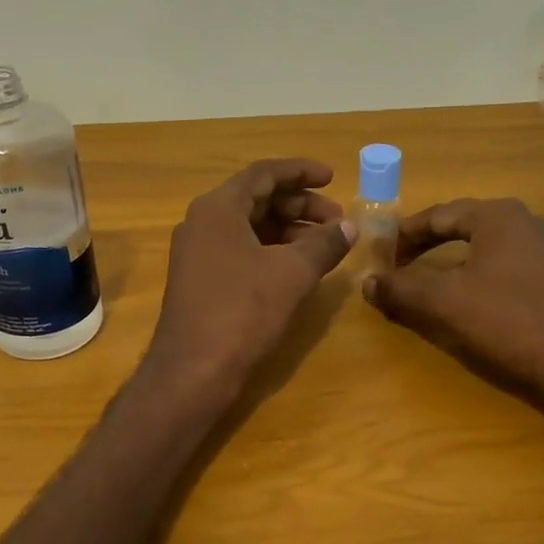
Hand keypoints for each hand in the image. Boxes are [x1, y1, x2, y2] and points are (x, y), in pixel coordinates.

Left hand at [146, 158, 354, 393]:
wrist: (193, 371)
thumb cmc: (242, 311)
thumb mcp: (292, 273)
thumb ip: (324, 244)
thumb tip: (350, 226)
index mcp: (218, 208)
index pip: (264, 174)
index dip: (301, 172)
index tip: (333, 178)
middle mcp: (202, 222)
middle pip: (257, 199)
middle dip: (300, 205)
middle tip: (336, 220)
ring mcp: (198, 253)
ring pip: (250, 227)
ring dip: (288, 230)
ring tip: (325, 245)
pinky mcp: (200, 280)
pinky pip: (241, 250)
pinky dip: (271, 251)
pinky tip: (298, 268)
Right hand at [362, 198, 543, 393]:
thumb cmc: (506, 321)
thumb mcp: (443, 304)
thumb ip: (401, 290)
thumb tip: (368, 283)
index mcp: (497, 216)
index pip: (439, 215)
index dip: (405, 235)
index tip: (382, 255)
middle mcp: (526, 222)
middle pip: (464, 226)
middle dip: (429, 245)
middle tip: (401, 266)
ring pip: (486, 248)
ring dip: (454, 262)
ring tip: (431, 283)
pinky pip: (507, 267)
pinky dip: (480, 277)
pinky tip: (472, 301)